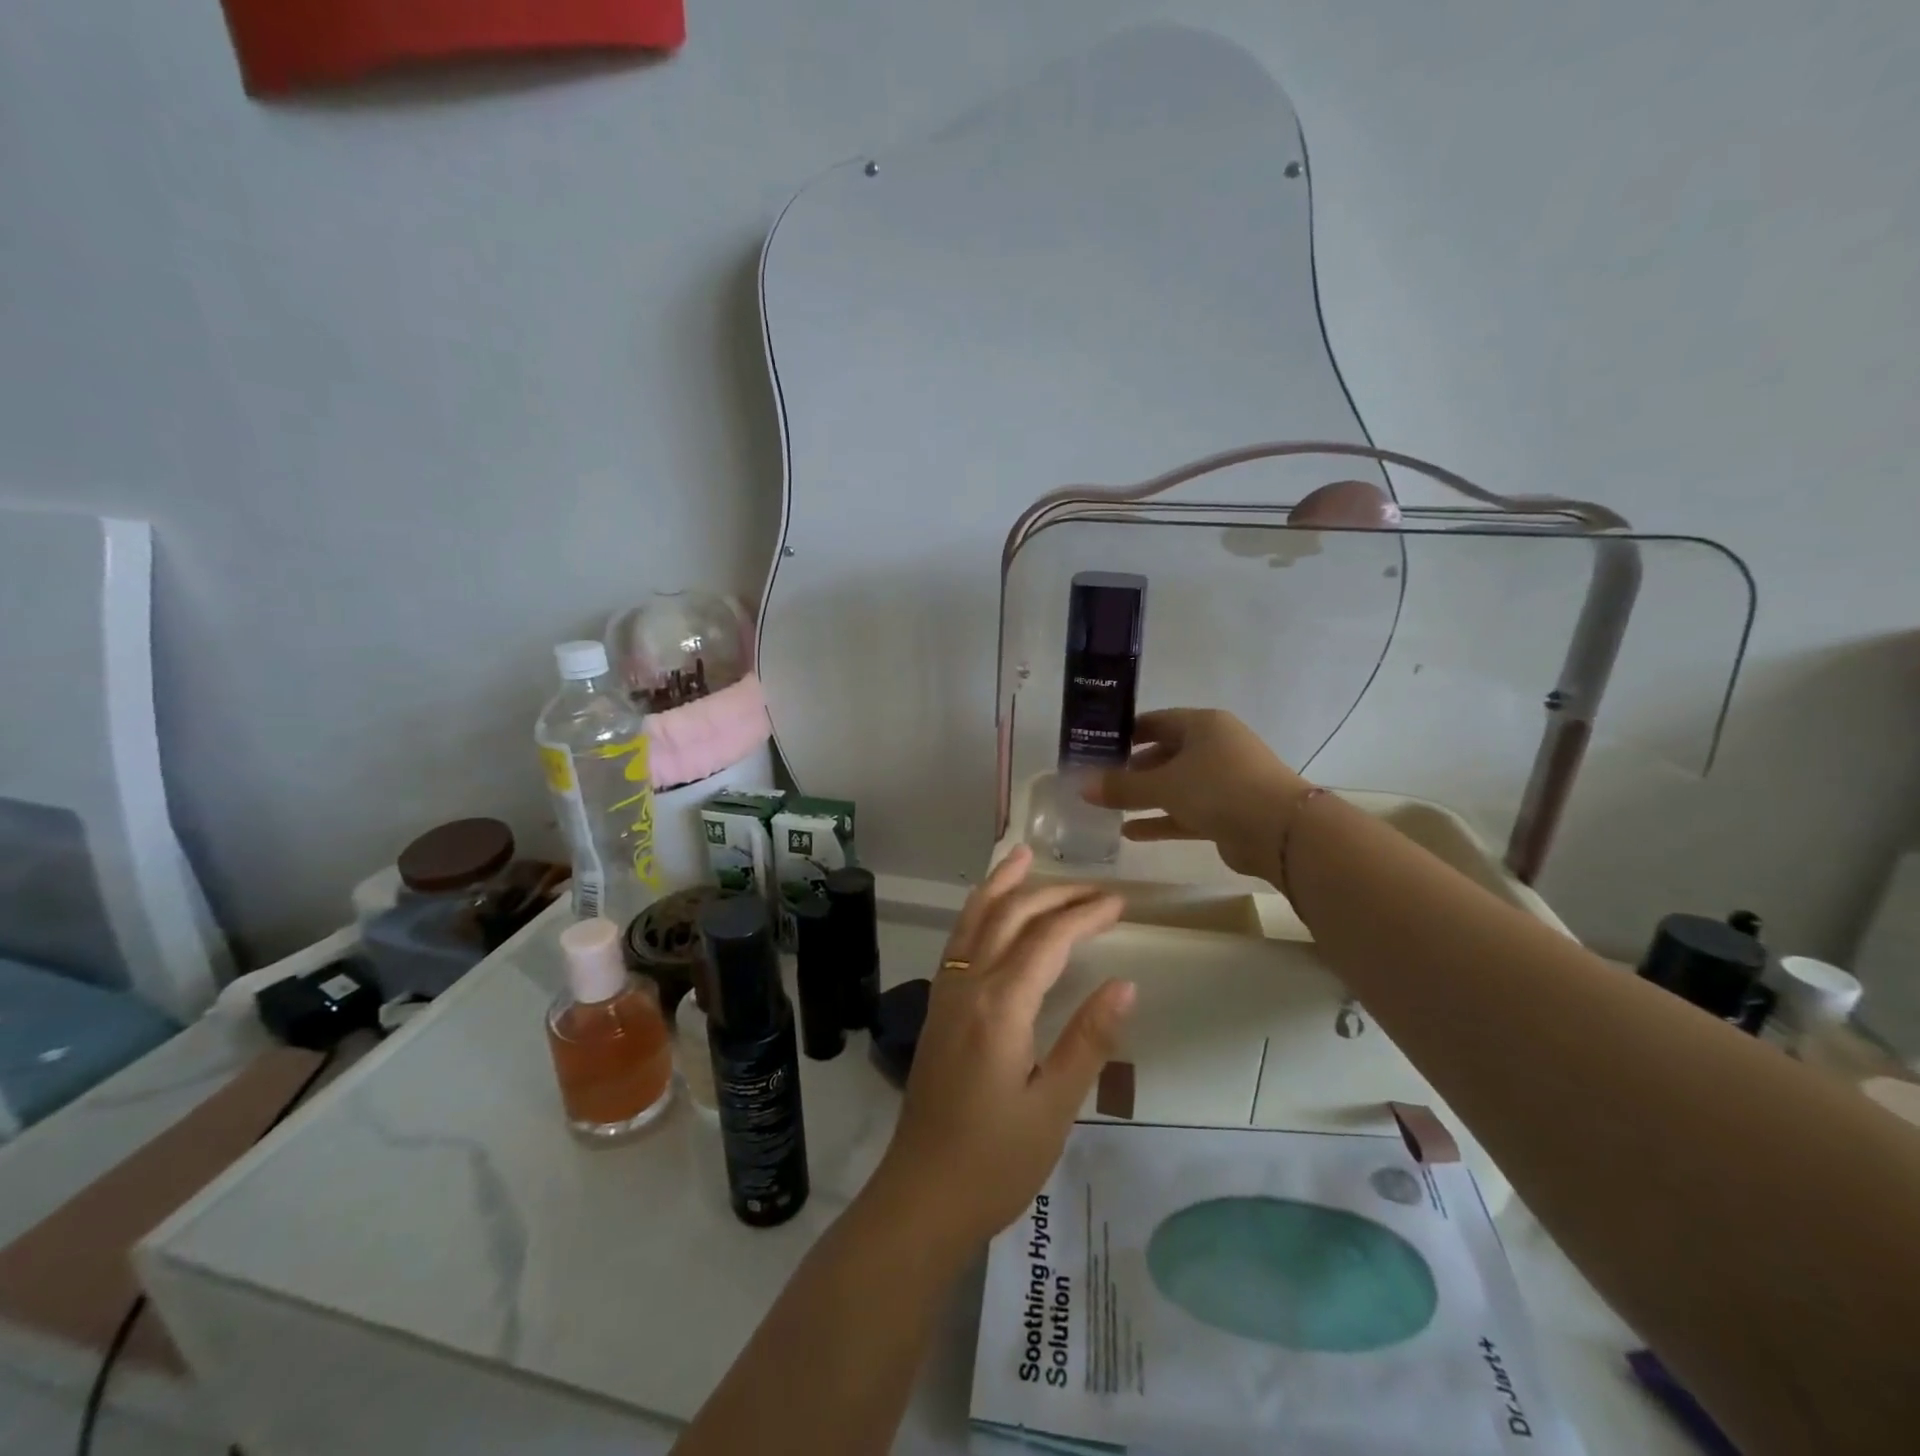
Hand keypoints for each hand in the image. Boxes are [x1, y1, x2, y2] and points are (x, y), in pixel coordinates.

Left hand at [868, 845, 1133, 1248]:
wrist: (922, 1195)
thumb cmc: (996, 1161)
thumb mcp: (1054, 1106)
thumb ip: (1088, 1040)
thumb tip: (1126, 984)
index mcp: (1001, 1005)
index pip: (1048, 939)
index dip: (1085, 915)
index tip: (1119, 903)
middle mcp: (968, 985)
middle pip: (1010, 916)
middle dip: (1054, 894)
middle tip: (1095, 887)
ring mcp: (945, 992)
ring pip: (974, 918)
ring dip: (1003, 884)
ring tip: (1023, 855)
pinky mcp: (937, 1006)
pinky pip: (959, 940)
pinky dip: (978, 910)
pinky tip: (991, 909)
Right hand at [1084, 708, 1310, 879]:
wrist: (1281, 832)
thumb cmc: (1219, 789)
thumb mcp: (1164, 784)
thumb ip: (1122, 786)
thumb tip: (1082, 786)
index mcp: (1203, 726)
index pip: (1155, 722)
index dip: (1125, 734)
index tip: (1096, 748)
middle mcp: (1214, 748)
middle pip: (1164, 754)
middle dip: (1131, 769)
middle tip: (1098, 782)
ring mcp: (1223, 781)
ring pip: (1174, 786)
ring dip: (1144, 797)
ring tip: (1107, 808)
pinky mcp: (1227, 813)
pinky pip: (1185, 812)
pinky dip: (1161, 820)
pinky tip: (1130, 833)